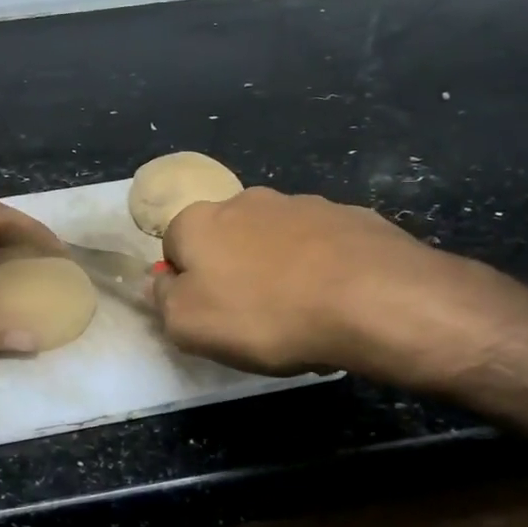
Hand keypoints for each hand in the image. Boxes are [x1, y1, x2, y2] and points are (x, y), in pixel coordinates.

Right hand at [152, 188, 527, 389]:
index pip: (173, 247)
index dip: (185, 284)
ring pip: (274, 242)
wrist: (370, 299)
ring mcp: (301, 204)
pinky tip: (335, 303)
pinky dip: (320, 270)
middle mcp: (245, 200)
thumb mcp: (189, 325)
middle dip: (233, 273)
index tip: (208, 316)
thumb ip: (162, 301)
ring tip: (299, 315)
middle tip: (251, 318)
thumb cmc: (265, 314)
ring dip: (276, 270)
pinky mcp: (348, 216)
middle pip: (225, 240)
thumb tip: (157, 283)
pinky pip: (320, 247)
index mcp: (199, 221)